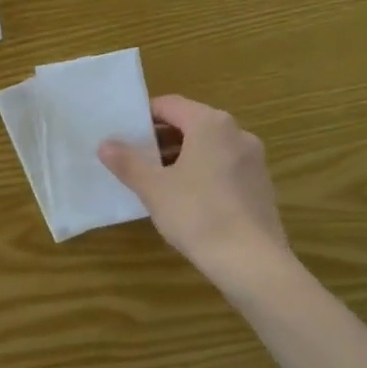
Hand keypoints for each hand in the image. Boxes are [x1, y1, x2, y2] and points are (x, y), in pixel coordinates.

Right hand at [99, 95, 295, 288]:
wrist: (252, 262)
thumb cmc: (198, 215)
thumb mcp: (154, 188)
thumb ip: (127, 162)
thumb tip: (105, 144)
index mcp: (211, 124)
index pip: (170, 105)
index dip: (143, 116)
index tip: (123, 134)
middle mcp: (237, 133)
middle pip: (191, 124)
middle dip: (161, 139)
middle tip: (134, 158)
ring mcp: (254, 160)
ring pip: (209, 147)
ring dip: (181, 157)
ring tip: (156, 180)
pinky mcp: (261, 185)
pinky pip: (224, 167)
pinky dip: (202, 173)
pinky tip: (186, 200)